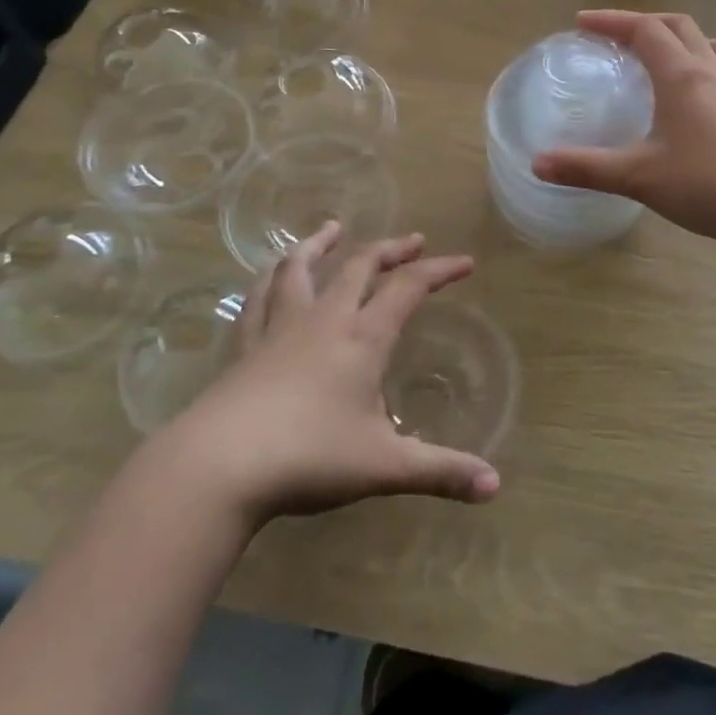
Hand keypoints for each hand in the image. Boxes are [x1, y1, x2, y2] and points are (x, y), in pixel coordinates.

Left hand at [164, 224, 500, 525]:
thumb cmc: (309, 458)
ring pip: (300, 268)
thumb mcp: (384, 467)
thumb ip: (441, 472)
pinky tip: (272, 276)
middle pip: (359, 266)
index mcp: (362, 338)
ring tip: (332, 228)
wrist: (219, 466)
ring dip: (320, 244)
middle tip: (413, 240)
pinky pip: (259, 298)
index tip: (464, 262)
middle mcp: (323, 320)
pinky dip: (271, 278)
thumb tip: (496, 486)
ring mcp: (279, 328)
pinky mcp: (244, 346)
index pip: (409, 288)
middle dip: (391, 249)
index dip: (439, 270)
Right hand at [532, 10, 715, 246]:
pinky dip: (698, 64)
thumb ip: (586, 167)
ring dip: (679, 38)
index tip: (582, 24)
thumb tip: (537, 164)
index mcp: (681, 75)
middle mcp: (710, 72)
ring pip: (708, 43)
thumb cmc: (705, 183)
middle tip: (615, 38)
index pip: (645, 28)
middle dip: (643, 23)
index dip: (612, 21)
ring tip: (657, 57)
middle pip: (678, 25)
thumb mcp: (637, 176)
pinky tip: (688, 97)